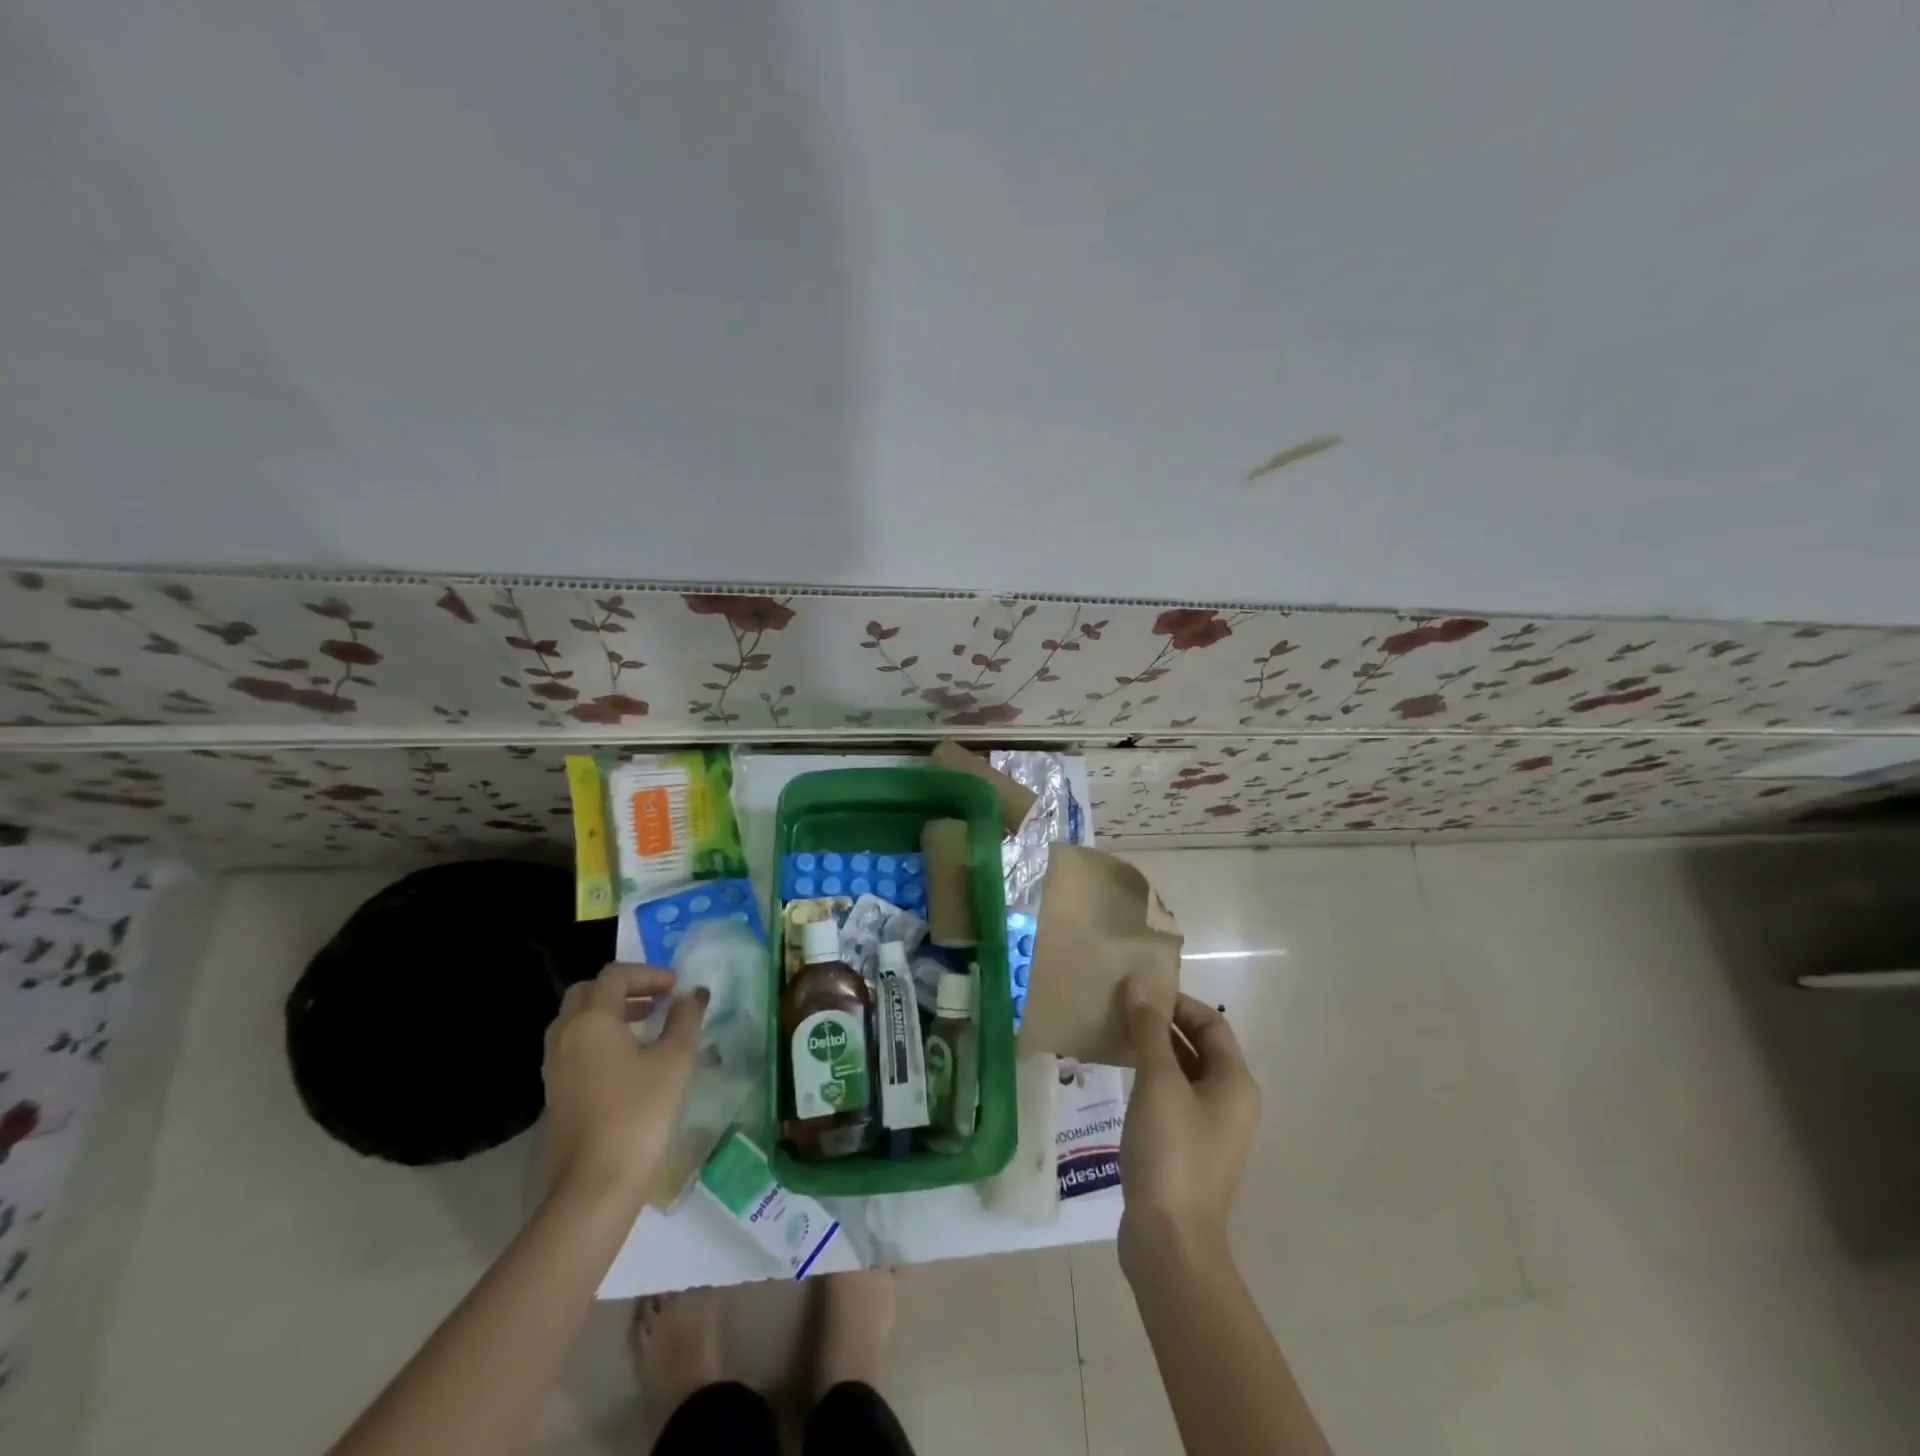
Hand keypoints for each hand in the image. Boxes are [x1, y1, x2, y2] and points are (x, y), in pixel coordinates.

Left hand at [542, 963, 706, 1203]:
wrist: (596, 1185)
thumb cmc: (641, 1112)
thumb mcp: (676, 1059)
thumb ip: (686, 1018)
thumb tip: (692, 994)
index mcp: (592, 1020)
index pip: (615, 975)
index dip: (648, 973)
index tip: (677, 988)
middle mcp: (565, 1035)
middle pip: (588, 992)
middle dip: (624, 988)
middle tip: (657, 999)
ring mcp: (555, 1066)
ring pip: (577, 1019)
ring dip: (610, 1011)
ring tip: (646, 1025)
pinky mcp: (555, 1092)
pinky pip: (574, 1045)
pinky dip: (599, 1036)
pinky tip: (628, 1059)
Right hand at [1116, 978, 1260, 1278]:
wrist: (1171, 1243)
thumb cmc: (1171, 1153)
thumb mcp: (1158, 1083)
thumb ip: (1149, 1030)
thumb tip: (1140, 982)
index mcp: (1235, 1084)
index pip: (1211, 1024)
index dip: (1177, 1002)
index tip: (1138, 993)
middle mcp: (1230, 1104)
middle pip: (1199, 1047)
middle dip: (1163, 1024)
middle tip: (1121, 1010)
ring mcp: (1209, 1131)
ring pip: (1183, 1074)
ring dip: (1153, 1052)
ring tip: (1115, 1037)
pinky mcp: (1187, 1151)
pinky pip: (1171, 1100)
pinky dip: (1149, 1081)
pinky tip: (1119, 1079)